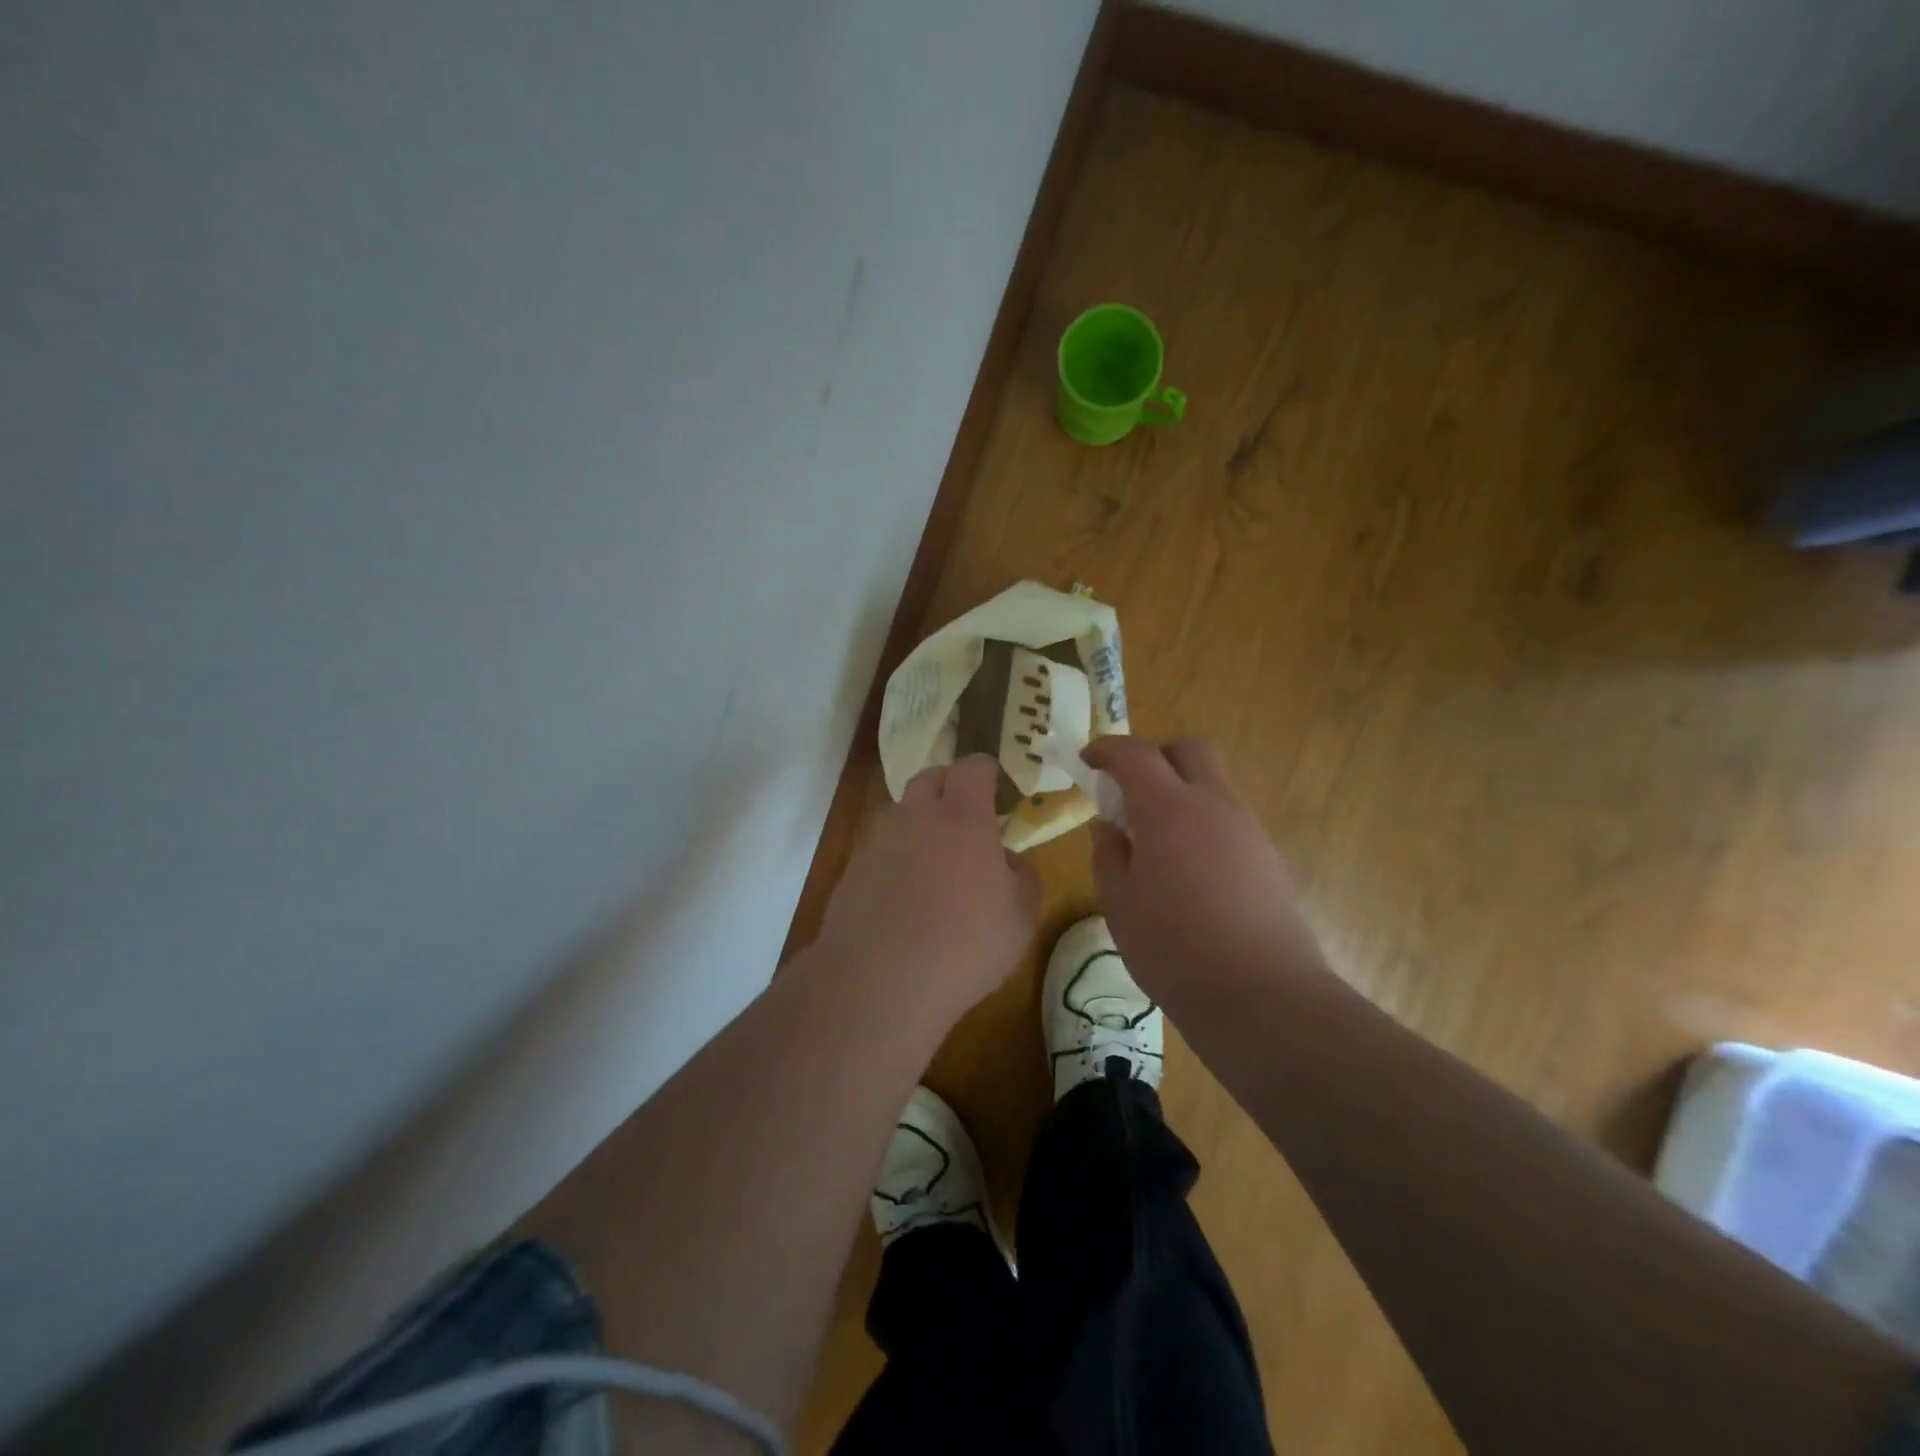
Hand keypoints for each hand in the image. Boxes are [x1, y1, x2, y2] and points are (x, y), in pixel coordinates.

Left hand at [816, 753, 1041, 1026]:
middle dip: (949, 788)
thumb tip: (1006, 860)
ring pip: (900, 813)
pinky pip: (879, 848)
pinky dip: (895, 858)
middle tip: (966, 820)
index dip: (986, 771)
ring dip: (918, 824)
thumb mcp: (1021, 917)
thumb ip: (1022, 876)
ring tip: (933, 862)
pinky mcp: (852, 869)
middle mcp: (916, 815)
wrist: (880, 981)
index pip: (972, 766)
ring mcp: (877, 840)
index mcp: (962, 816)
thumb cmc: (966, 944)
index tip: (995, 787)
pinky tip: (904, 896)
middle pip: (930, 778)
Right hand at [1081, 736, 1326, 1005]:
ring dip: (1181, 790)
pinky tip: (1188, 868)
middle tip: (1130, 789)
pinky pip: (1229, 816)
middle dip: (1155, 755)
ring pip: (1213, 782)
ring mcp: (1247, 828)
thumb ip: (1108, 855)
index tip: (1088, 759)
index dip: (1107, 748)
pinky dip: (1202, 820)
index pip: (1135, 754)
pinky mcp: (1267, 856)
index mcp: (1168, 809)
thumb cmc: (1173, 948)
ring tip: (1155, 838)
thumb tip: (1108, 827)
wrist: (1261, 995)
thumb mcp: (1119, 903)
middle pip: (1189, 749)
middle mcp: (1213, 804)